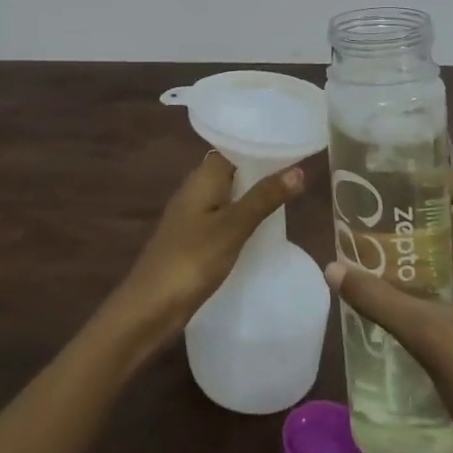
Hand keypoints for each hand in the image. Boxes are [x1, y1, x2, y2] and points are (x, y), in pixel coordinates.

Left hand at [108, 151, 308, 346]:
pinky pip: (223, 218)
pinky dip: (243, 219)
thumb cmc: (192, 259)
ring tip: (291, 199)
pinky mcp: (194, 239)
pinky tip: (263, 231)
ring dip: (254, 197)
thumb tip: (298, 169)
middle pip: (233, 172)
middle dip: (262, 172)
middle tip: (301, 174)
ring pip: (229, 196)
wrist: (151, 306)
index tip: (292, 147)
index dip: (260, 147)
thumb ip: (264, 198)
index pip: (233, 148)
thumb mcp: (233, 227)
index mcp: (202, 178)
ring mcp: (193, 216)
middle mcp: (195, 190)